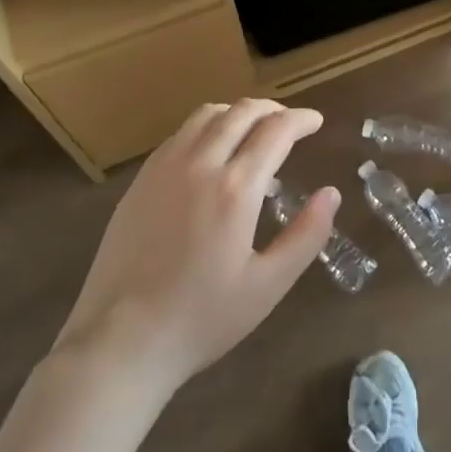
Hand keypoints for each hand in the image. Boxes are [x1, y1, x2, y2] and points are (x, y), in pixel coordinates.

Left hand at [51, 99, 338, 394]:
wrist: (120, 342)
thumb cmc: (201, 318)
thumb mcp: (268, 285)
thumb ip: (306, 235)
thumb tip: (331, 193)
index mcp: (236, 188)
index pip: (276, 130)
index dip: (301, 119)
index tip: (316, 122)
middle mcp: (200, 164)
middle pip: (242, 112)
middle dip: (273, 109)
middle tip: (290, 123)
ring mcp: (164, 168)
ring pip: (207, 115)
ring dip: (238, 113)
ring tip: (253, 130)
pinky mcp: (140, 180)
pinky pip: (180, 134)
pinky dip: (207, 127)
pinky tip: (211, 152)